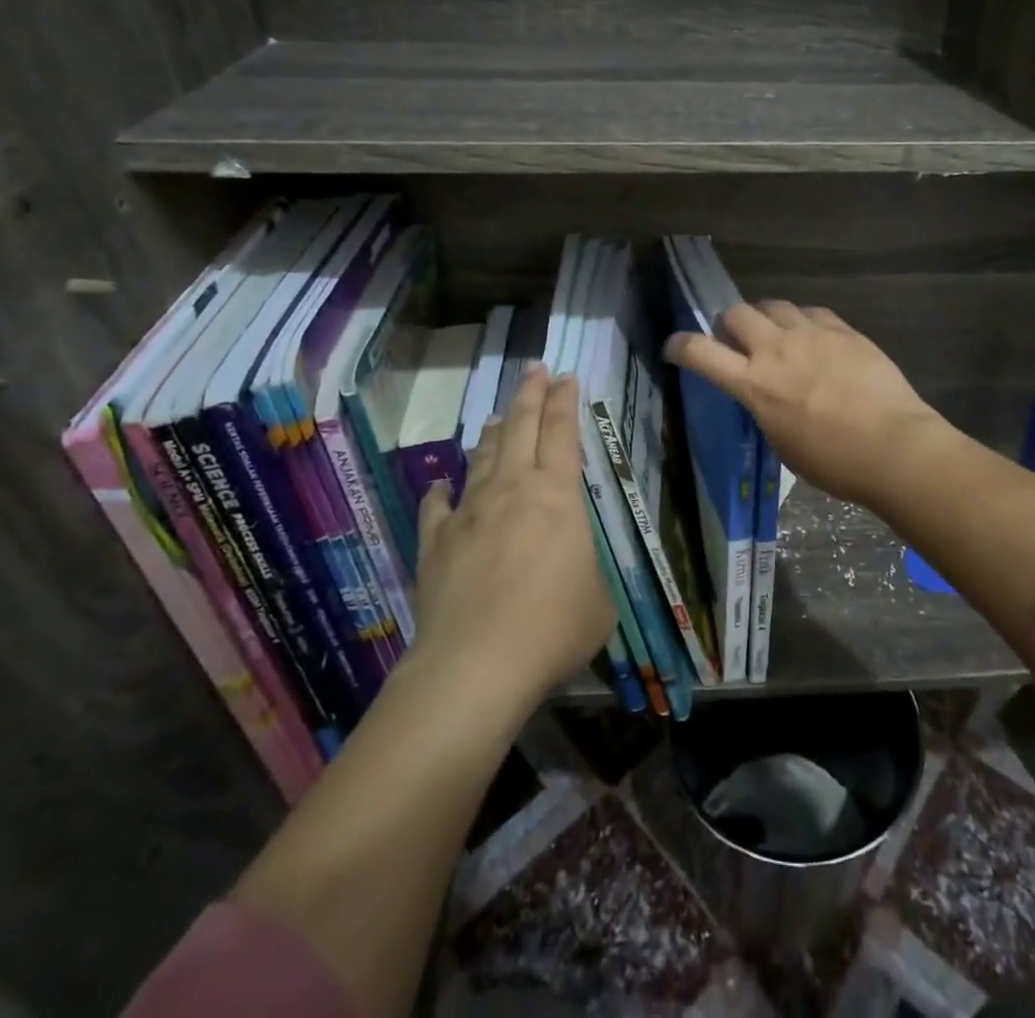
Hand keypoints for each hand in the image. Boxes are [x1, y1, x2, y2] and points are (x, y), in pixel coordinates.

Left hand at [411, 367, 615, 711]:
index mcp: (557, 495)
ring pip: (483, 457)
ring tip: (499, 416)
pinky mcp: (436, 542)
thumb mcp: (598, 603)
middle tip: (535, 369)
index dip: (565, 400)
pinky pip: (438, 505)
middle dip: (530, 394)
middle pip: (521, 427)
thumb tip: (574, 576)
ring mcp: (469, 513)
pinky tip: (441, 483)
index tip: (566, 375)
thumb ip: (588, 577)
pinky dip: (443, 490)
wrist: (476, 665)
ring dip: (494, 433)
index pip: (562, 432)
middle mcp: (512, 490)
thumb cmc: (553, 627)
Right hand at [665, 299, 949, 507]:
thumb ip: (766, 409)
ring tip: (778, 333)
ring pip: (775, 305)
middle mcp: (776, 350)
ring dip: (767, 317)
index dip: (681, 345)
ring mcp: (811, 335)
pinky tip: (815, 337)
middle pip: (737, 313)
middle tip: (738, 338)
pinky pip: (813, 312)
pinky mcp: (842, 330)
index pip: (701, 353)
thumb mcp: (783, 443)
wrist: (893, 446)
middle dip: (729, 322)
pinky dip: (804, 321)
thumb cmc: (835, 462)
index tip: (674, 346)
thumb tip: (766, 394)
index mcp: (755, 385)